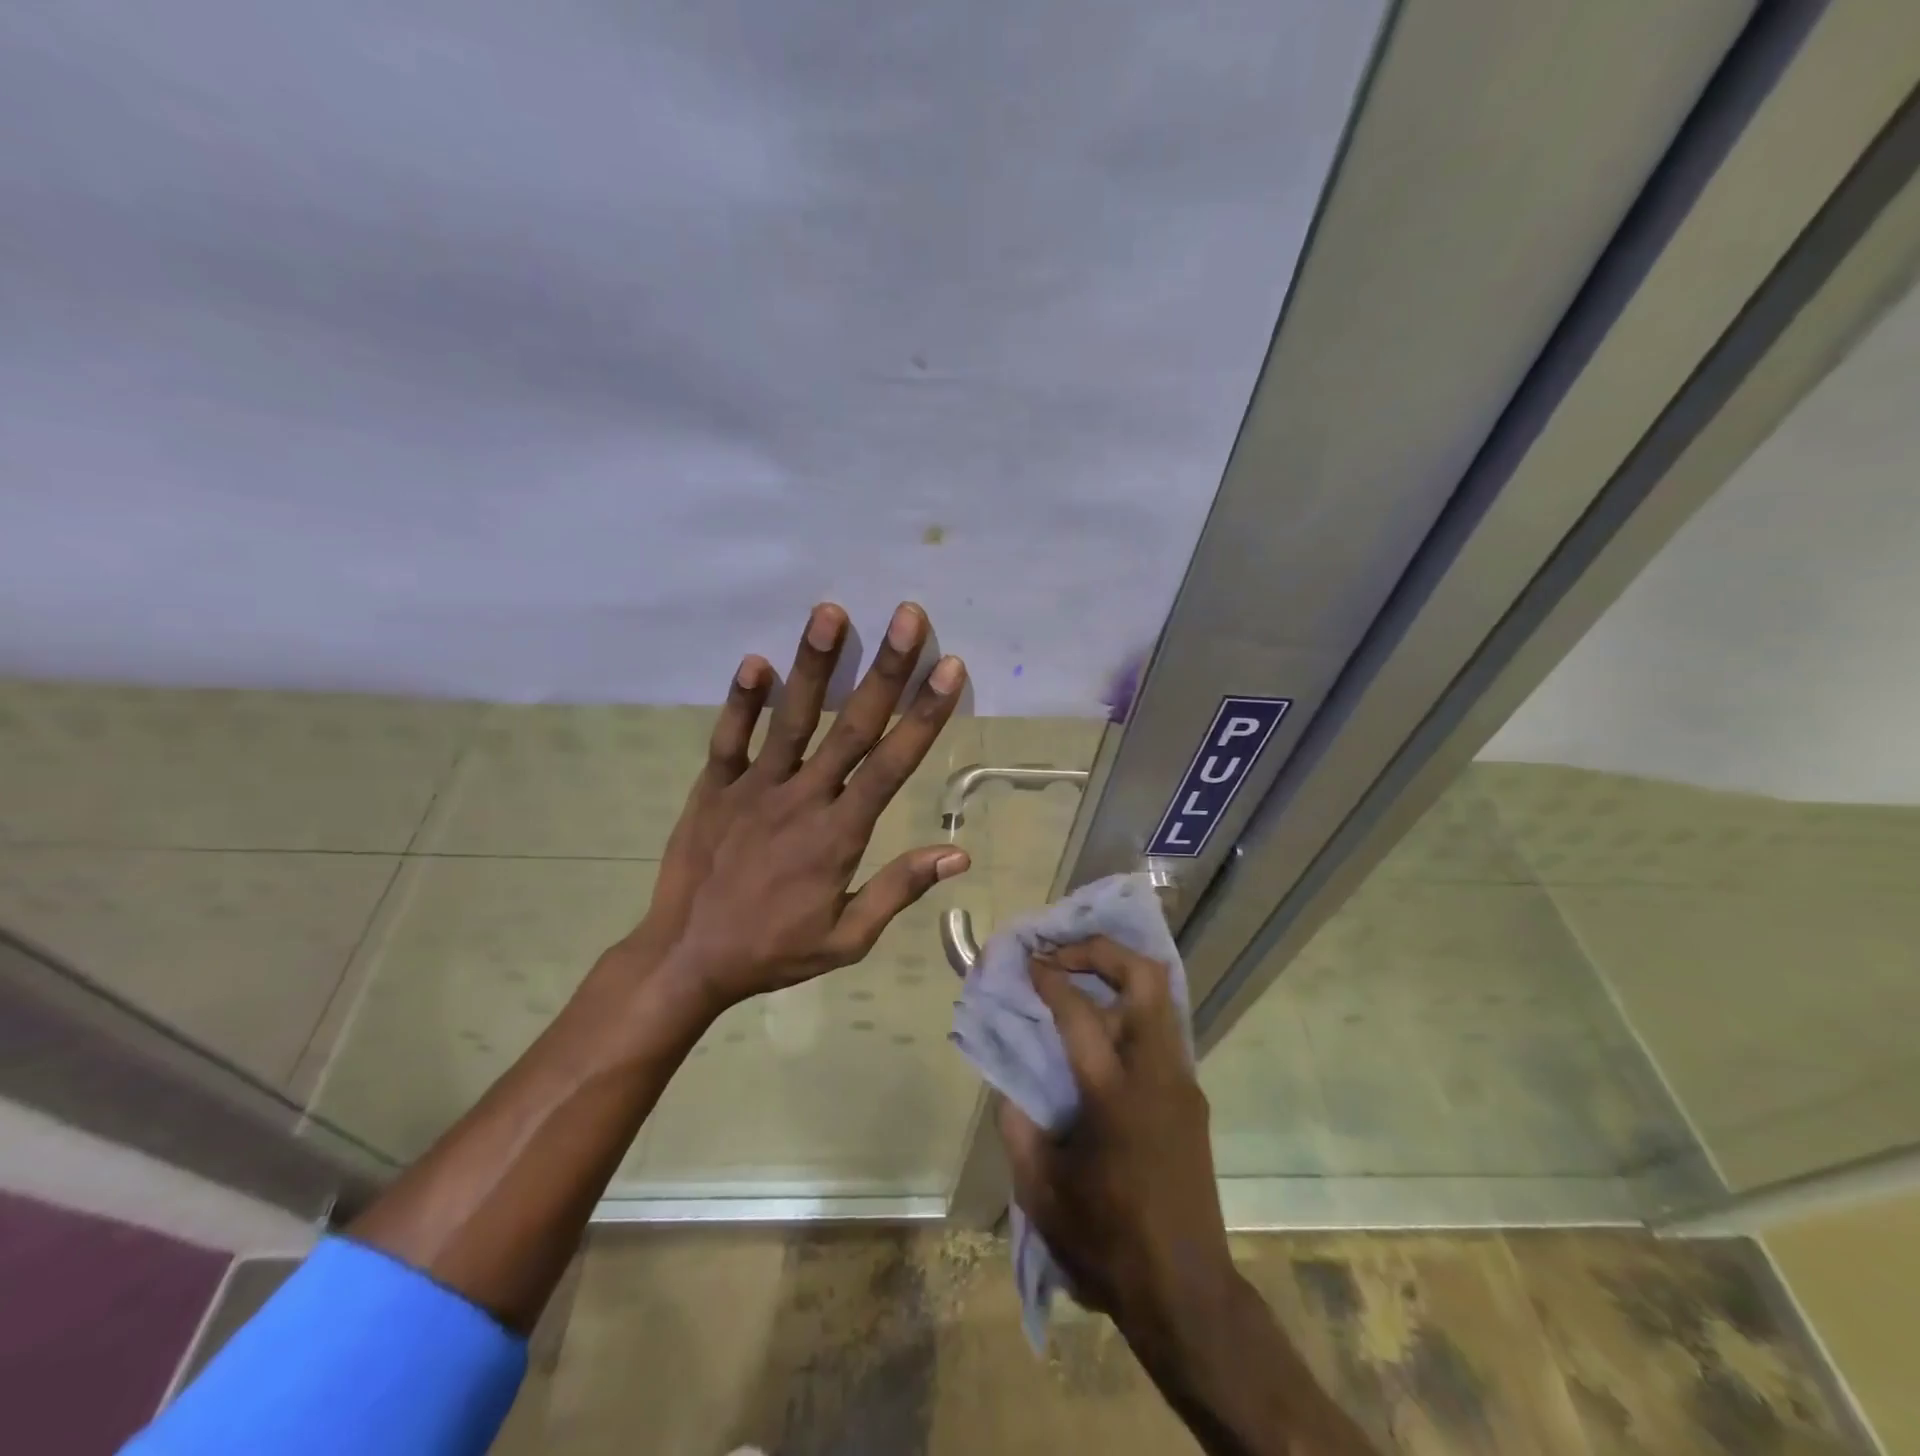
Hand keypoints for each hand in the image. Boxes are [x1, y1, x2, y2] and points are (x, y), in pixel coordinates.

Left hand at [627, 600, 970, 1012]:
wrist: (686, 959)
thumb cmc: (773, 950)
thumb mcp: (847, 939)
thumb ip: (898, 889)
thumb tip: (958, 854)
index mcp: (839, 835)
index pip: (892, 765)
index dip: (923, 714)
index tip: (948, 668)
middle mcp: (802, 799)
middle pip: (852, 727)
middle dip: (885, 669)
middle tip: (907, 616)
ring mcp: (754, 789)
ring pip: (792, 719)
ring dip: (814, 665)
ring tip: (830, 613)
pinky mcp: (713, 788)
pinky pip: (729, 739)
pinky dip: (742, 702)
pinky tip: (755, 661)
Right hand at [998, 936, 1236, 1356]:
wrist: (1186, 1293)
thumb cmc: (1107, 1242)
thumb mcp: (1041, 1190)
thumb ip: (1017, 1124)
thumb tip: (1009, 1080)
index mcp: (1115, 1094)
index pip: (1079, 1011)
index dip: (1049, 977)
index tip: (1026, 961)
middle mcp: (1157, 1074)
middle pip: (1145, 978)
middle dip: (1101, 950)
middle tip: (1061, 952)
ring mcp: (1182, 1082)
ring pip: (1160, 997)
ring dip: (1118, 974)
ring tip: (1077, 976)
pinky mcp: (1191, 1097)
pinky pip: (1162, 1029)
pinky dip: (1129, 1009)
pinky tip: (1099, 1029)